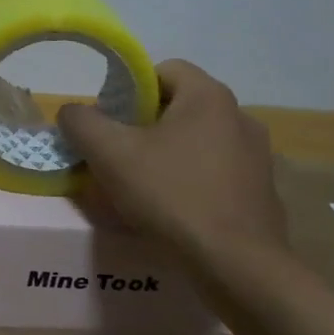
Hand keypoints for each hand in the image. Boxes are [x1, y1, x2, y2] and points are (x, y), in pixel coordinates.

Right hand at [58, 60, 287, 262]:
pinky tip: (172, 211)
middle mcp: (240, 117)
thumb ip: (82, 122)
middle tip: (116, 156)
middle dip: (144, 127)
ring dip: (167, 156)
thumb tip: (72, 112)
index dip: (130, 89)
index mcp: (209, 97)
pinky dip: (191, 183)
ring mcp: (257, 157)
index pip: (164, 70)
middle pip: (179, 108)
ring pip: (197, 143)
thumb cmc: (171, 195)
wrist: (236, 264)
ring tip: (140, 188)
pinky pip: (215, 174)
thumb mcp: (110, 154)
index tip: (110, 121)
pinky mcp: (261, 192)